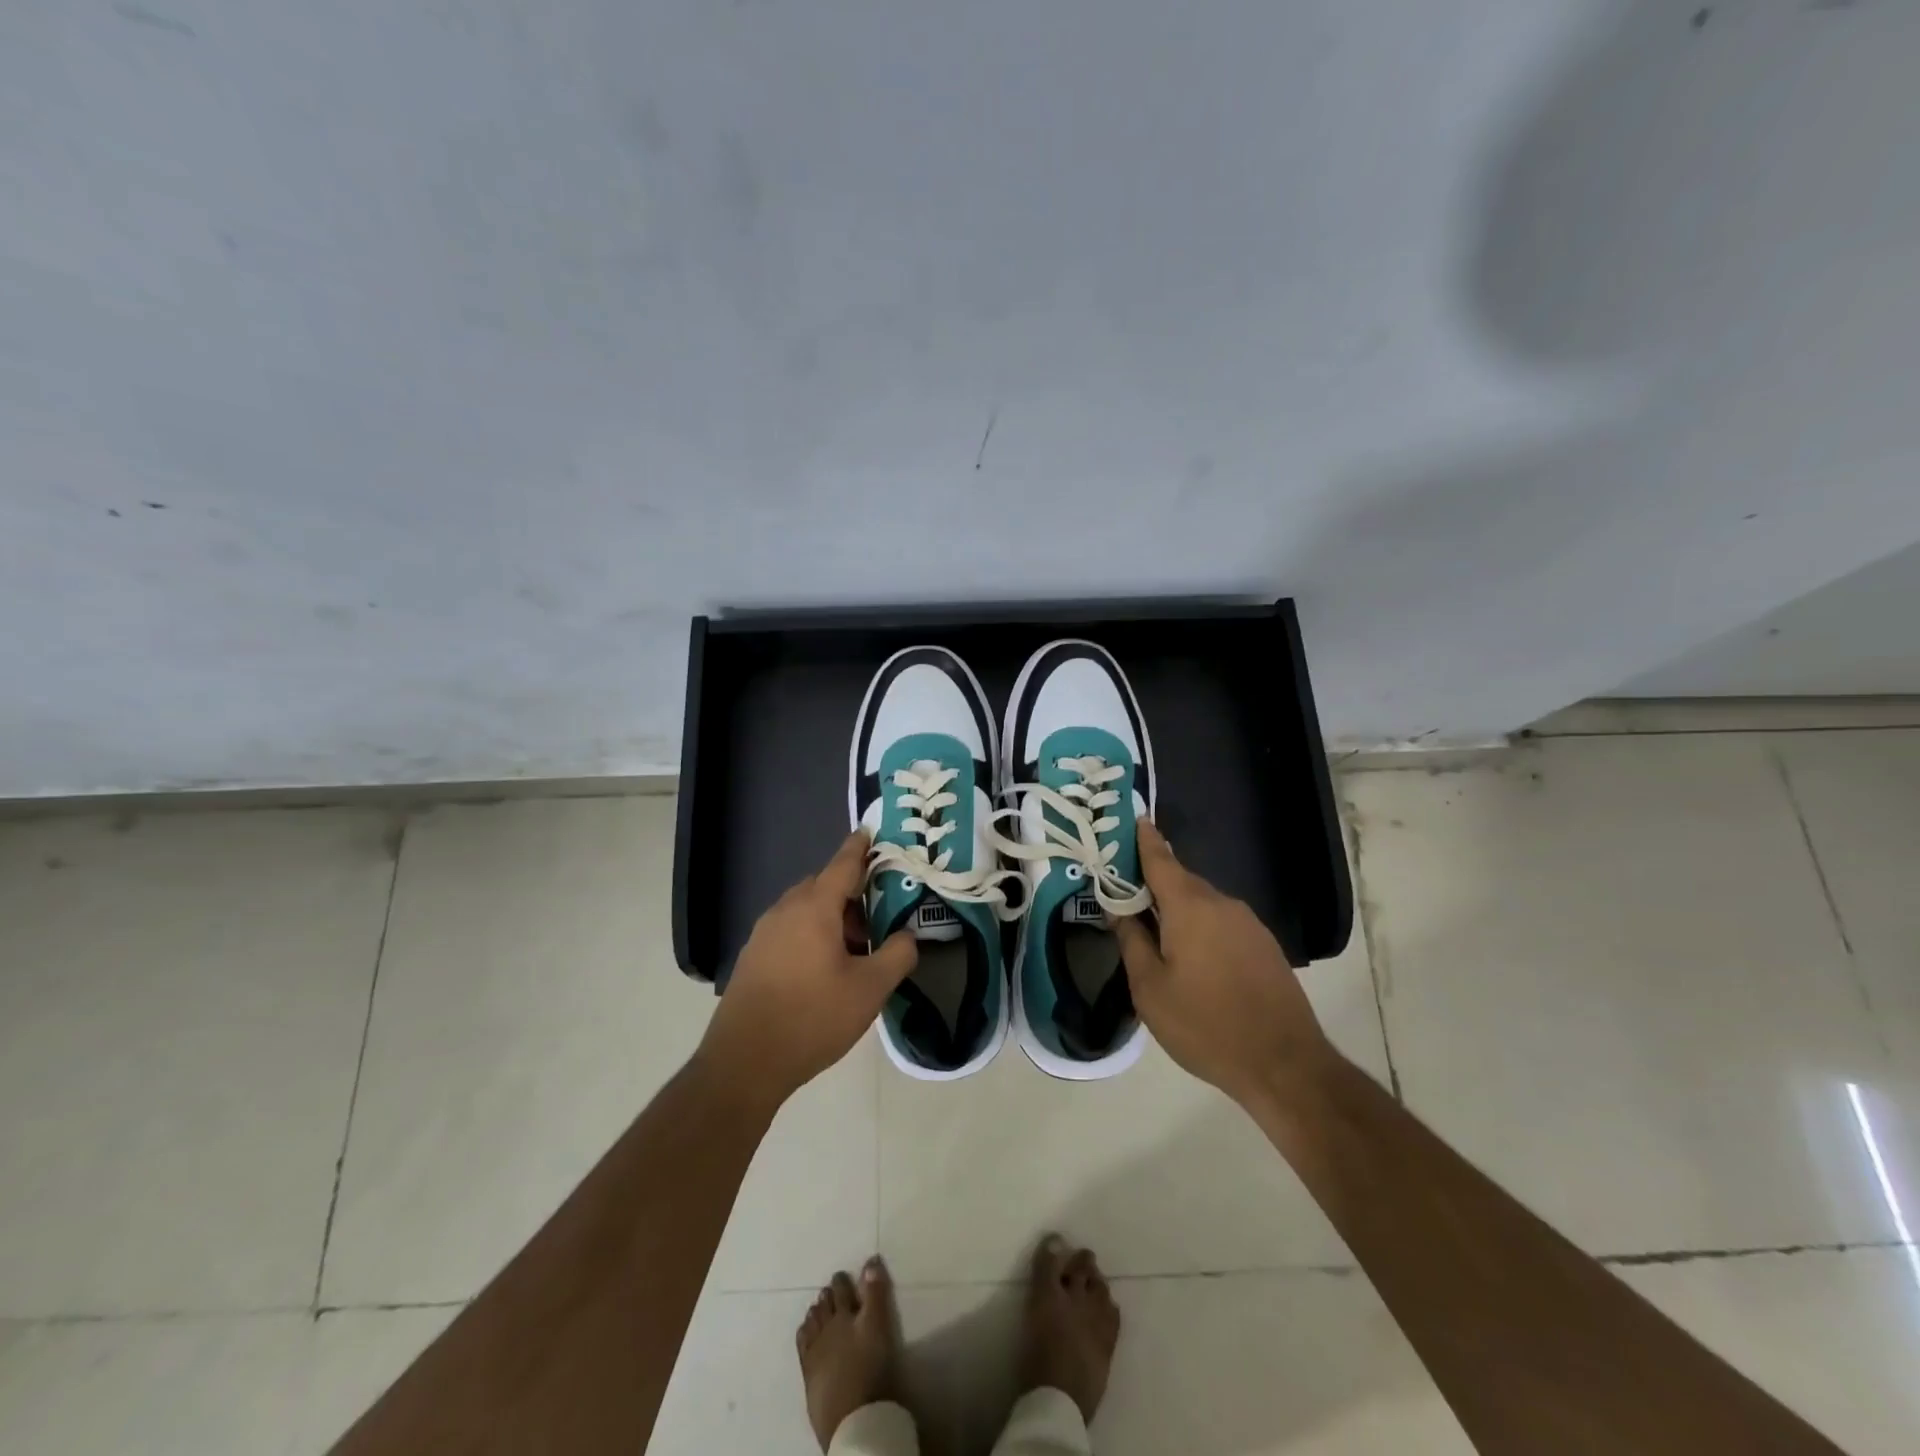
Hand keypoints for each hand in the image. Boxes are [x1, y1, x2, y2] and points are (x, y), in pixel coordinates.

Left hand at [698, 831, 917, 1110]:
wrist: (744, 1062)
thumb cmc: (812, 1017)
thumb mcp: (870, 990)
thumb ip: (897, 955)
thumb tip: (908, 936)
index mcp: (814, 908)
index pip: (843, 865)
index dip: (860, 848)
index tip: (870, 832)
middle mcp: (785, 910)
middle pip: (823, 886)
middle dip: (851, 892)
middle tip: (878, 915)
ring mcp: (764, 933)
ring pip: (804, 909)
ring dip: (831, 916)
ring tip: (856, 948)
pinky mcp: (753, 956)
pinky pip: (789, 928)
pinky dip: (811, 932)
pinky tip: (824, 968)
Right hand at [1112, 820, 1334, 1106]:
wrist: (1284, 1065)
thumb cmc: (1205, 1025)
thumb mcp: (1150, 988)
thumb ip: (1131, 941)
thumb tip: (1118, 910)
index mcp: (1190, 907)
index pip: (1160, 859)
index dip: (1144, 839)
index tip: (1133, 819)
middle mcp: (1222, 904)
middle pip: (1180, 881)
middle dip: (1154, 883)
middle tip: (1125, 893)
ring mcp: (1248, 924)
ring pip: (1203, 904)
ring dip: (1177, 910)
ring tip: (1155, 932)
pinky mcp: (1265, 945)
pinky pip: (1222, 922)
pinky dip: (1201, 927)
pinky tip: (1192, 957)